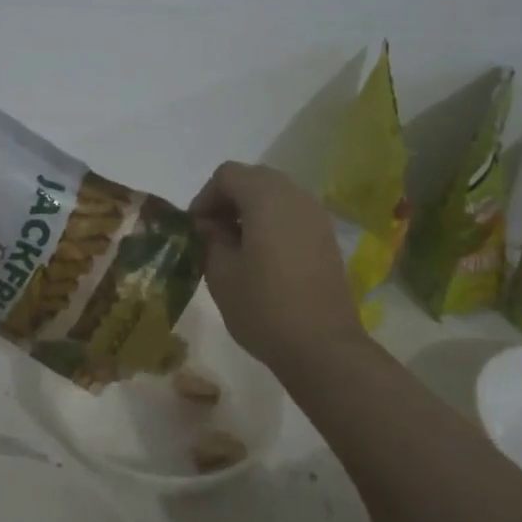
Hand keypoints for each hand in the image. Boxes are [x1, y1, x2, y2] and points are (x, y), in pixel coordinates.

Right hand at [190, 162, 365, 375]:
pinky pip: (293, 215)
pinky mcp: (327, 238)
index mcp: (266, 197)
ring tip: (235, 248)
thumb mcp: (221, 273)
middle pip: (254, 179)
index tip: (194, 230)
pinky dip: (272, 224)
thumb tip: (207, 226)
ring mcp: (317, 216)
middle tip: (211, 235)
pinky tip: (262, 259)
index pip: (227, 175)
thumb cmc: (263, 307)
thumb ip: (208, 239)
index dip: (204, 197)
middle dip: (228, 201)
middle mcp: (296, 195)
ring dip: (250, 212)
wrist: (322, 346)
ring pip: (276, 196)